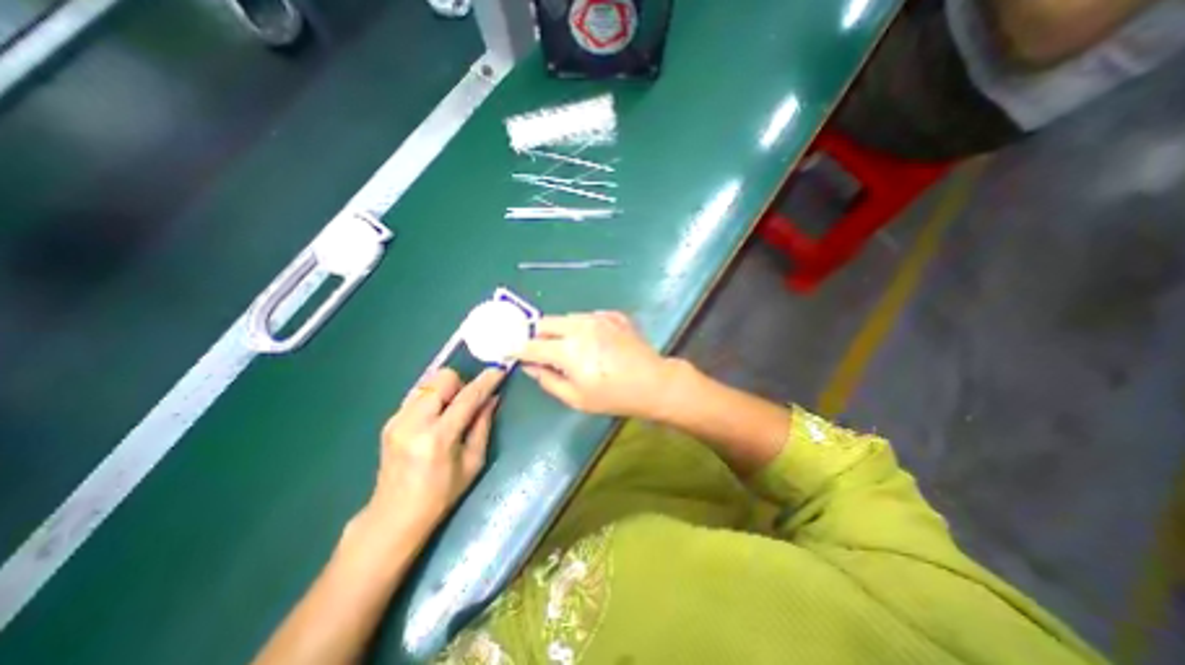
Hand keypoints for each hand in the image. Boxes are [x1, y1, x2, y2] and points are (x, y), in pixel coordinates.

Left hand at [361, 367, 508, 543]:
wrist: (393, 516)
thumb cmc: (441, 494)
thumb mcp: (473, 462)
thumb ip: (482, 425)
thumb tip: (493, 398)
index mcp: (438, 438)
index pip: (467, 397)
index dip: (486, 381)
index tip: (500, 370)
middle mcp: (413, 422)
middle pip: (443, 378)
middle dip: (461, 384)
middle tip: (468, 403)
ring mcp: (397, 420)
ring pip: (429, 382)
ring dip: (446, 389)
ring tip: (451, 411)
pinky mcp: (389, 420)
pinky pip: (418, 393)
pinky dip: (432, 397)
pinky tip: (435, 417)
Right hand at [517, 311, 681, 418]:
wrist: (653, 382)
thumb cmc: (613, 396)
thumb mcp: (576, 398)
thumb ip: (548, 380)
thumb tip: (531, 366)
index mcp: (567, 349)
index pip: (532, 345)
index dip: (517, 348)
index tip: (509, 349)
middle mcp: (579, 326)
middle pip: (545, 322)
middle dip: (537, 334)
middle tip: (541, 349)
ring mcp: (598, 318)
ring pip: (566, 317)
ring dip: (560, 329)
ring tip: (570, 346)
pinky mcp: (613, 316)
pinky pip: (588, 316)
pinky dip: (582, 326)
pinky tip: (592, 340)